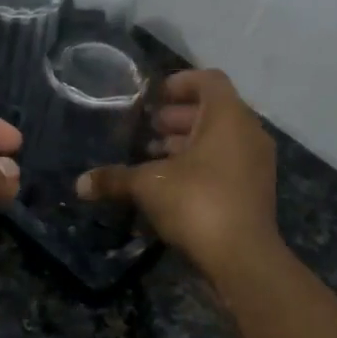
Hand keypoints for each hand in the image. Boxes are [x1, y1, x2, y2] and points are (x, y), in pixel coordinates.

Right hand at [76, 69, 277, 274]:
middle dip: (179, 118)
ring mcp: (256, 163)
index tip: (154, 97)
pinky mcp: (255, 190)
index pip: (208, 80)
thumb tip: (79, 184)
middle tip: (148, 130)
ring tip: (155, 157)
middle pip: (214, 111)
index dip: (180, 83)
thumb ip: (115, 179)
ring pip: (221, 140)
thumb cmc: (197, 203)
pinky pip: (227, 163)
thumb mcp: (148, 186)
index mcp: (228, 117)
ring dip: (189, 143)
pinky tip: (173, 184)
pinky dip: (202, 164)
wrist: (242, 257)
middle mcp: (248, 133)